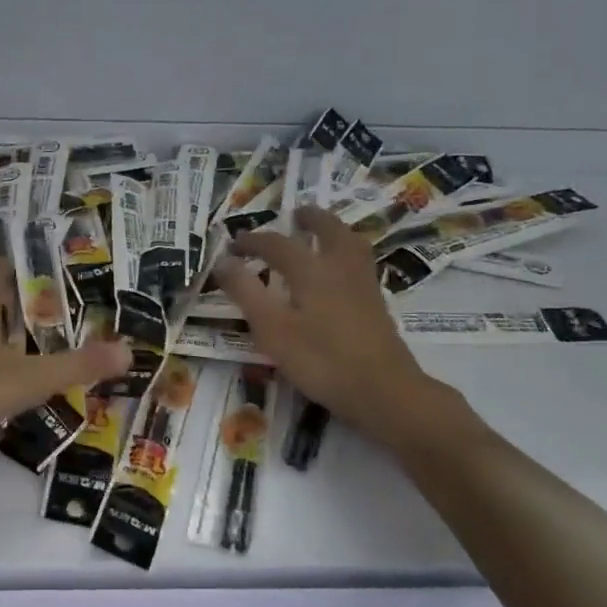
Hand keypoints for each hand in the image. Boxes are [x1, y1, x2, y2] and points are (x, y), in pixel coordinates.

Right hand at [214, 207, 435, 431]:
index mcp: (312, 270)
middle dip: (310, 219)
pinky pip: (360, 264)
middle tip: (295, 215)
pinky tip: (339, 274)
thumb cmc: (320, 360)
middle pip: (329, 230)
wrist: (383, 391)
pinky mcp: (377, 305)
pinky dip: (346, 255)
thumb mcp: (272, 328)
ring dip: (334, 232)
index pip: (277, 244)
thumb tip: (223, 260)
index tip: (234, 244)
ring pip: (351, 244)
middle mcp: (341, 268)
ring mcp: (364, 286)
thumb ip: (245, 292)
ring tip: (321, 235)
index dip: (253, 241)